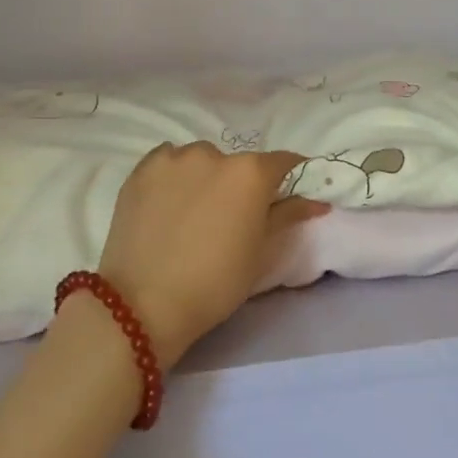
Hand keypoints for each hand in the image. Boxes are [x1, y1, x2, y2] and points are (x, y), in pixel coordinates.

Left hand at [98, 142, 326, 365]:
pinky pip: (167, 162)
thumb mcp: (261, 252)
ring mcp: (174, 159)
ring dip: (205, 177)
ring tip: (194, 211)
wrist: (144, 303)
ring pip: (200, 160)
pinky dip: (174, 176)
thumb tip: (316, 201)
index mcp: (251, 173)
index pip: (283, 162)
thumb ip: (288, 216)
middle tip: (232, 216)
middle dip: (241, 183)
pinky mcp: (141, 170)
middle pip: (238, 162)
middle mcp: (214, 154)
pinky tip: (168, 203)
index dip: (289, 176)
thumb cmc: (216, 282)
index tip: (286, 194)